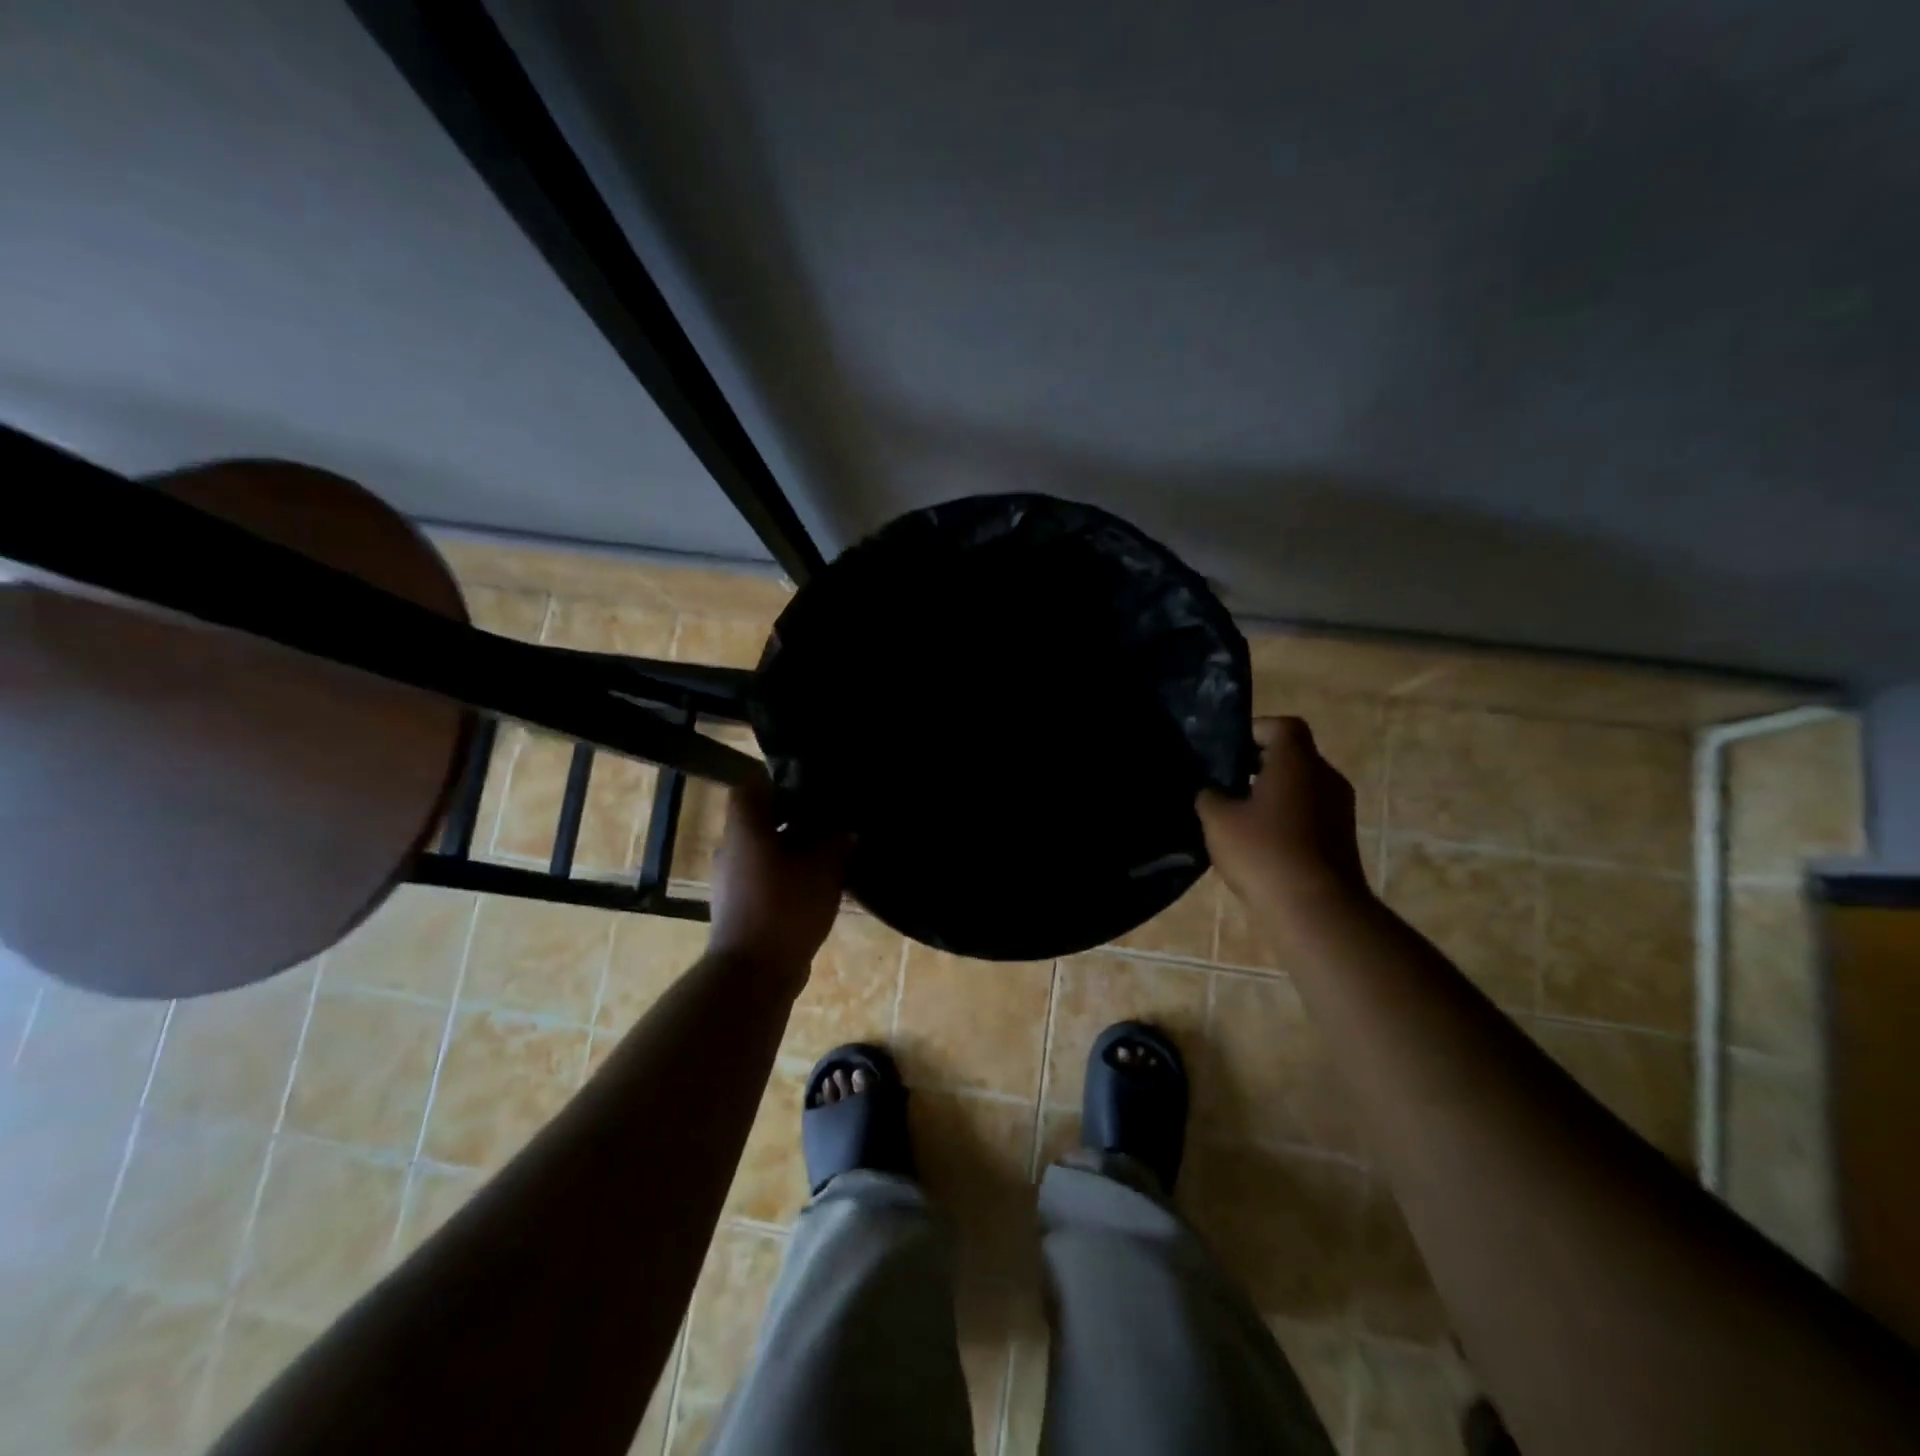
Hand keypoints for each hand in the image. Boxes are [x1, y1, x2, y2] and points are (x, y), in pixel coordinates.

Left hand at [707, 770, 851, 978]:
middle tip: (830, 822)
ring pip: (764, 851)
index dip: (778, 783)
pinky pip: (764, 878)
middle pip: (760, 820)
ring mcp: (731, 881)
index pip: (751, 787)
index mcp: (744, 829)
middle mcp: (731, 849)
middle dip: (794, 819)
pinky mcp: (739, 907)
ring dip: (793, 850)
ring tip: (830, 855)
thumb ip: (837, 843)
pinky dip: (787, 876)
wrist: (754, 972)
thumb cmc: (785, 907)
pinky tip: (817, 886)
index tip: (809, 789)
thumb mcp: (823, 869)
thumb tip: (848, 830)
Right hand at [1197, 716, 1370, 906]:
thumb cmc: (1264, 852)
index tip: (1228, 750)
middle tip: (1225, 784)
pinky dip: (1286, 820)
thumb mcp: (1218, 820)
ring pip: (1301, 788)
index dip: (1254, 730)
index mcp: (1298, 762)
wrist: (1316, 909)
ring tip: (1238, 817)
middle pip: (1292, 757)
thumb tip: (1211, 791)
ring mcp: (1340, 810)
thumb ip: (1209, 796)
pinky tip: (1259, 844)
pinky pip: (1310, 815)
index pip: (1282, 726)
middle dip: (1258, 766)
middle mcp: (1326, 777)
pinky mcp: (1342, 839)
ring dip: (1272, 795)